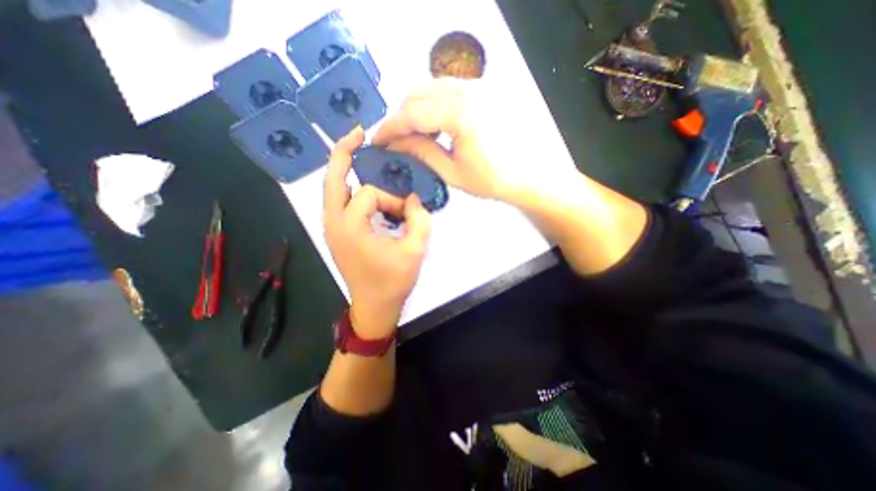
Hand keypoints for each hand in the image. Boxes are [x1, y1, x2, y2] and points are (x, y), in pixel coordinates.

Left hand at [323, 128, 431, 338]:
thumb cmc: (394, 281)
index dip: (392, 199)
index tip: (407, 213)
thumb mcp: (415, 250)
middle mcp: (333, 223)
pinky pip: (339, 202)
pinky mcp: (337, 234)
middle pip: (333, 179)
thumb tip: (414, 198)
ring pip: (332, 189)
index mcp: (350, 227)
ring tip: (358, 151)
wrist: (374, 306)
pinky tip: (363, 183)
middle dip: (344, 152)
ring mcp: (331, 228)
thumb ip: (420, 219)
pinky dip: (348, 187)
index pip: (370, 194)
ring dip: (344, 168)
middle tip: (357, 132)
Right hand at [369, 76, 506, 199]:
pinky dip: (431, 104)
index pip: (412, 113)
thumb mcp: (451, 172)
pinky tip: (430, 124)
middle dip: (400, 116)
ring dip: (414, 109)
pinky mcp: (482, 90)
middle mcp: (468, 90)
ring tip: (409, 133)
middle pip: (418, 94)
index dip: (390, 127)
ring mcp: (477, 86)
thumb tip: (395, 143)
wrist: (525, 175)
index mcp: (460, 113)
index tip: (377, 141)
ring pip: (430, 87)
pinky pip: (446, 90)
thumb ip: (421, 152)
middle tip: (392, 138)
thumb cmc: (490, 180)